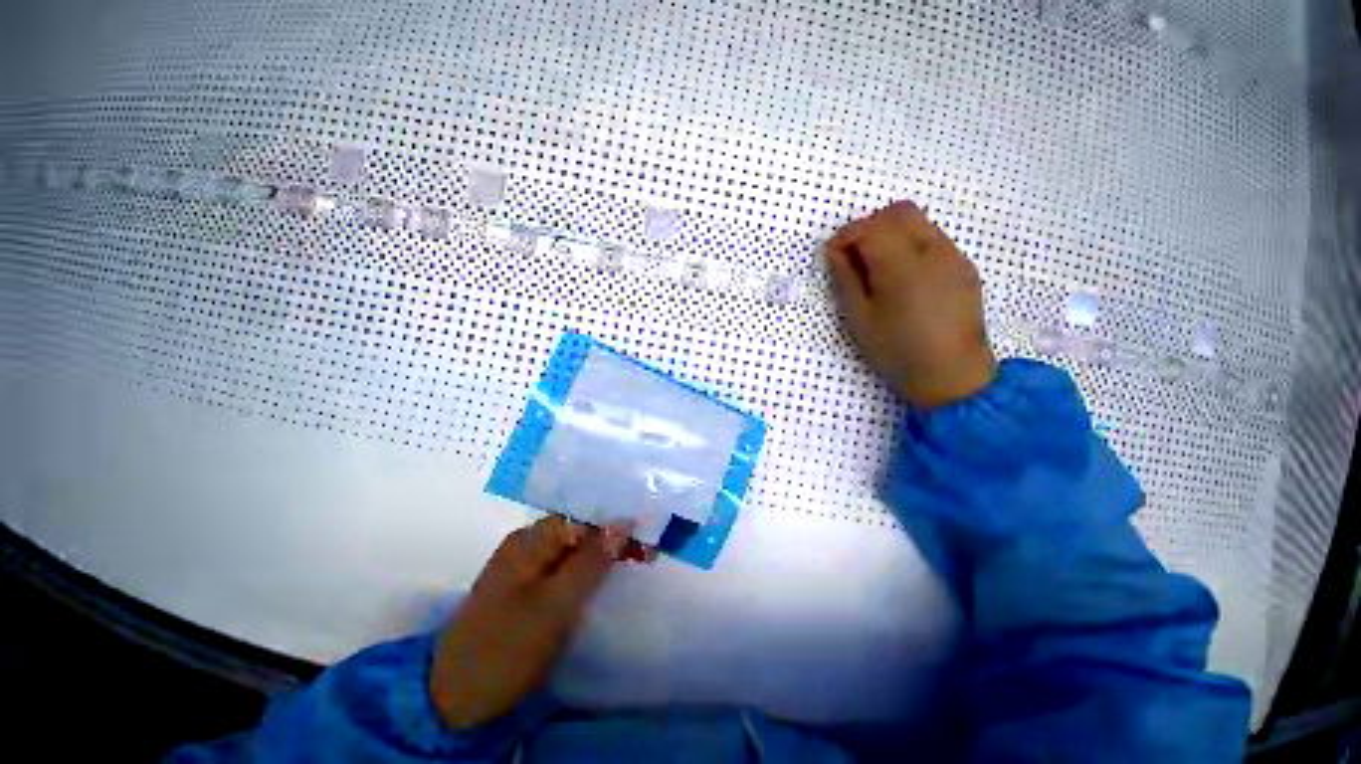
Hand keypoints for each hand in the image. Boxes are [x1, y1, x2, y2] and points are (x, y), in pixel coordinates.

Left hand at [428, 515, 630, 729]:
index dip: (618, 524)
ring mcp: (526, 565)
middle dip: (615, 538)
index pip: (585, 517)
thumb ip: (591, 560)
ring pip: (575, 548)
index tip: (649, 538)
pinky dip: (589, 569)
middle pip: (581, 530)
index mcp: (531, 538)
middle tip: (648, 555)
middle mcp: (528, 543)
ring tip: (637, 561)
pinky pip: (565, 567)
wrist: (453, 698)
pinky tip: (605, 576)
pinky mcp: (526, 588)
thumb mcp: (556, 604)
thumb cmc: (507, 647)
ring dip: (605, 553)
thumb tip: (624, 521)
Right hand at [825, 201, 996, 407]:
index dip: (845, 236)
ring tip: (877, 268)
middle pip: (899, 212)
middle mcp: (933, 251)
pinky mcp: (964, 267)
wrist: (952, 376)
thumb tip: (835, 252)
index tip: (832, 256)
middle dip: (869, 226)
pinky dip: (910, 245)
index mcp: (902, 266)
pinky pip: (934, 239)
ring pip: (919, 222)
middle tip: (853, 256)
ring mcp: (954, 256)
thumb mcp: (860, 319)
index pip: (871, 227)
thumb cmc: (897, 351)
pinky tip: (903, 277)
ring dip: (891, 233)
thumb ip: (846, 279)